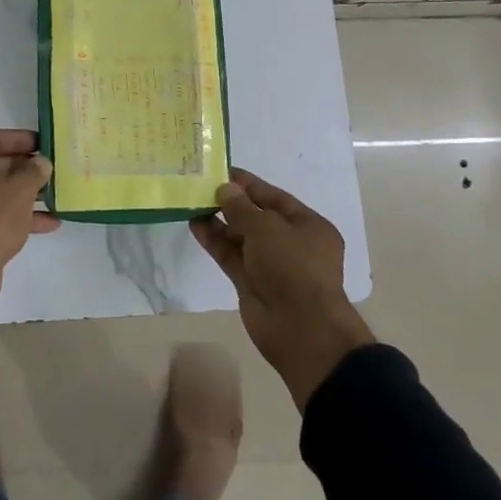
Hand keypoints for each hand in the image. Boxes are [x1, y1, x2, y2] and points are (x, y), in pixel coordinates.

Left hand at [0, 128, 56, 331]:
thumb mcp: (19, 190)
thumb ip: (34, 171)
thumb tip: (42, 163)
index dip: (20, 139)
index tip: (44, 142)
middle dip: (23, 168)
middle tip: (49, 168)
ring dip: (22, 193)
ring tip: (54, 193)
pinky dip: (14, 215)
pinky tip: (48, 222)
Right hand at [191, 169, 374, 408]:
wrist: (300, 328)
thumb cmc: (292, 266)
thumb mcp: (267, 228)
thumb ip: (242, 207)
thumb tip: (225, 188)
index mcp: (308, 226)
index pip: (274, 197)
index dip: (248, 184)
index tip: (222, 171)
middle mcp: (291, 243)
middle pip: (256, 217)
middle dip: (231, 203)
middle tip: (201, 186)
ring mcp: (270, 265)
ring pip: (241, 237)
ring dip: (219, 221)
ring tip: (192, 202)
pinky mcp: (251, 283)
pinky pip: (231, 256)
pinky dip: (215, 241)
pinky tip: (195, 225)